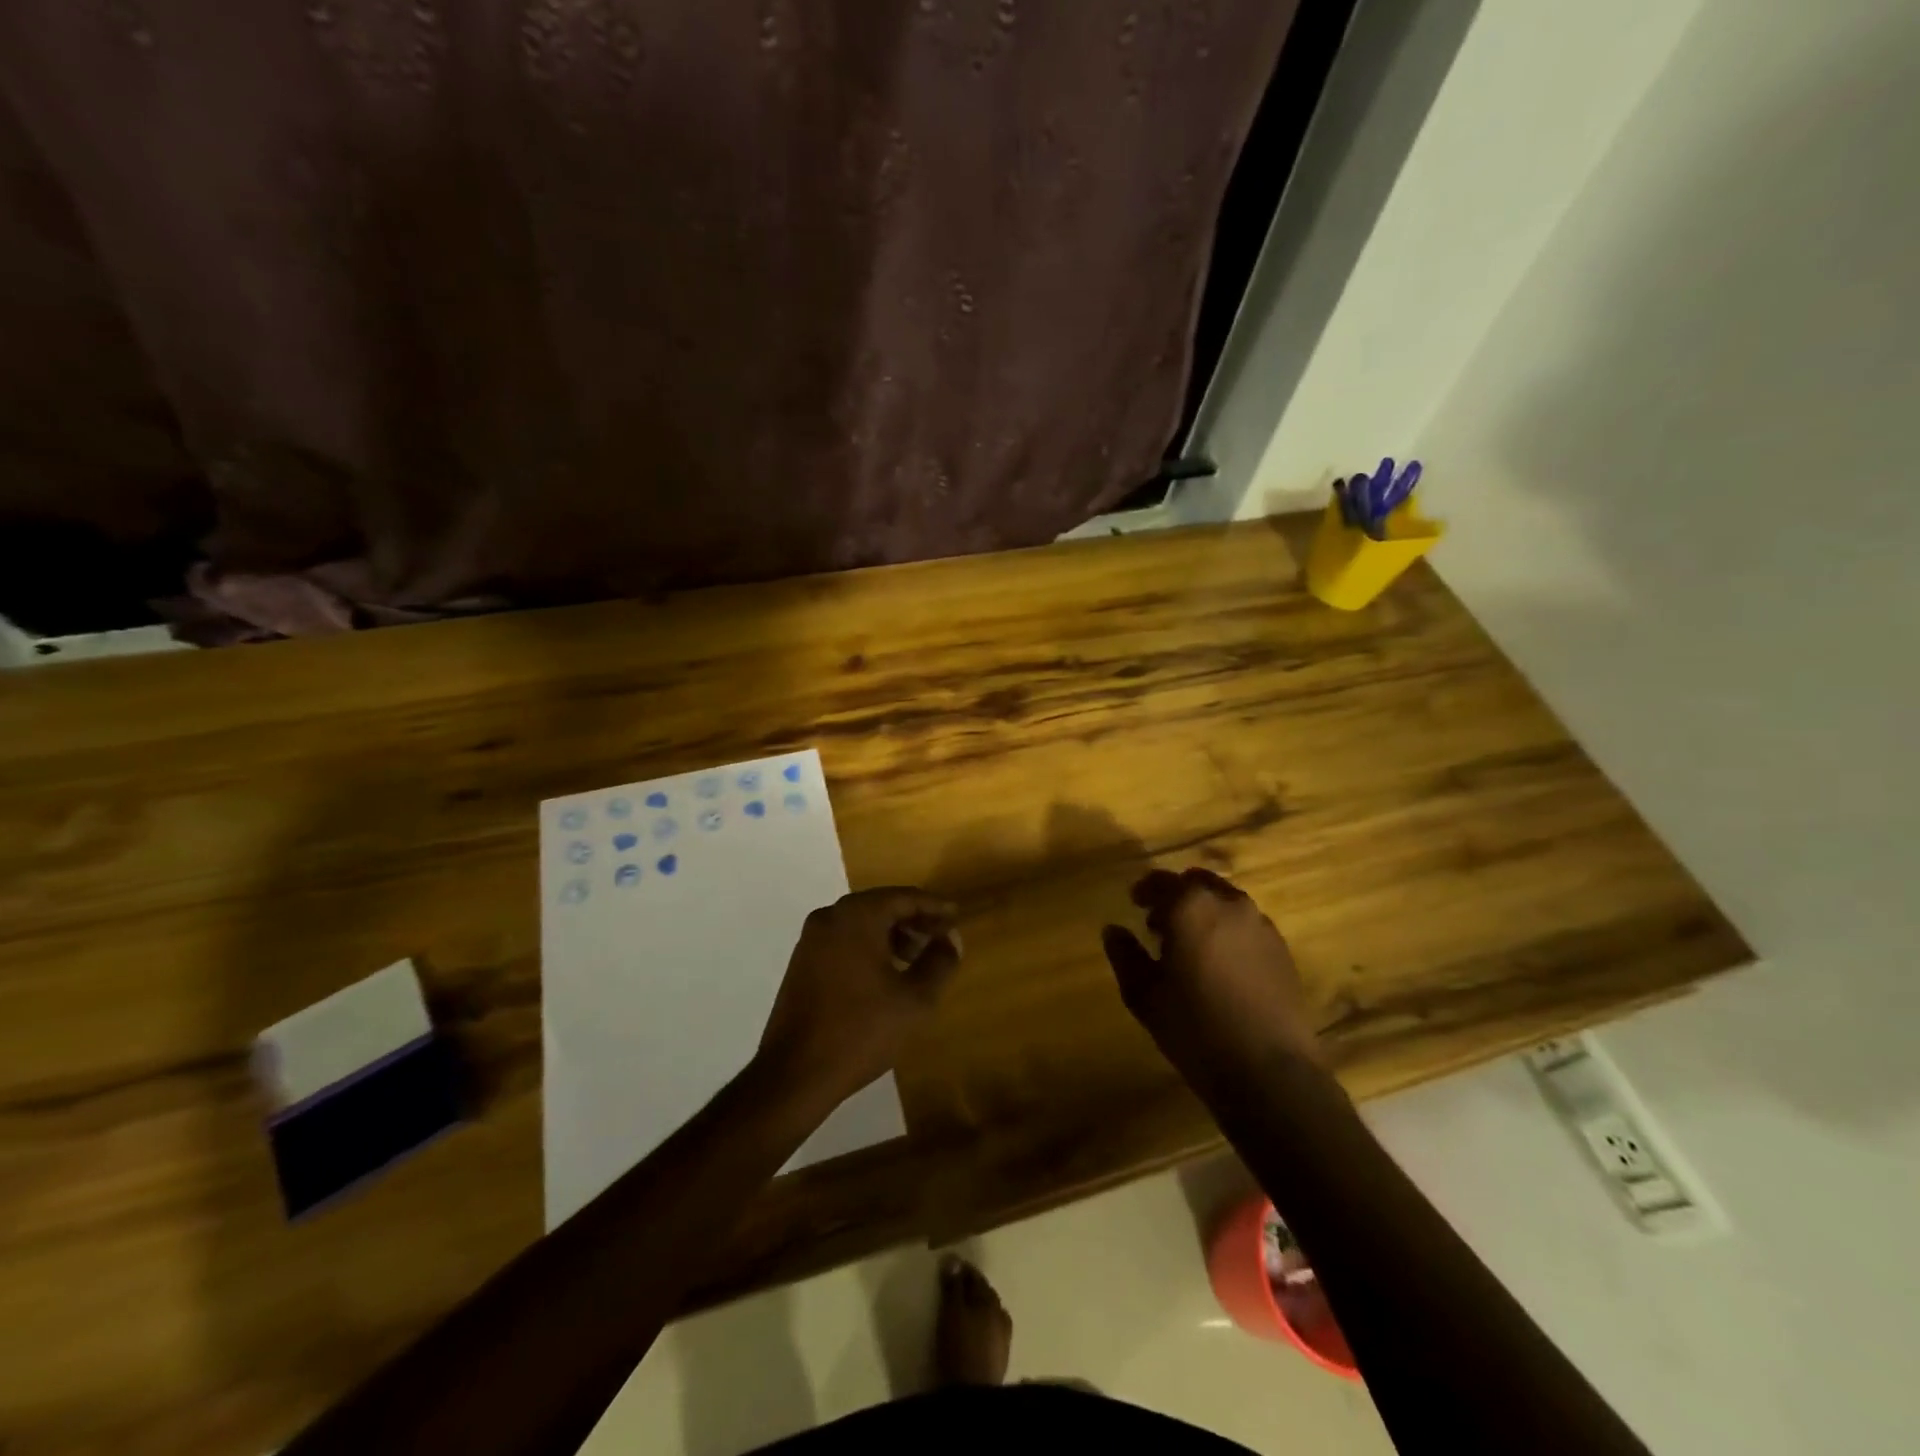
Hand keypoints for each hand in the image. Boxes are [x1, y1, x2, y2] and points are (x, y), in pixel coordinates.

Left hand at [757, 887, 962, 1109]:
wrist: (795, 1073)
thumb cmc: (861, 1030)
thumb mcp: (915, 999)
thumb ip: (940, 962)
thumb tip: (950, 939)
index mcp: (857, 916)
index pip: (904, 897)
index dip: (934, 906)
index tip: (957, 917)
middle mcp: (830, 917)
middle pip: (881, 906)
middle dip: (913, 920)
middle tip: (940, 938)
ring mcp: (811, 939)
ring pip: (861, 923)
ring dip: (891, 934)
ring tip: (916, 960)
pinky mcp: (801, 962)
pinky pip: (844, 940)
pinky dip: (868, 946)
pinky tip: (885, 973)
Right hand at [1100, 868, 1324, 1084]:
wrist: (1269, 1071)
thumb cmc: (1195, 1029)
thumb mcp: (1144, 995)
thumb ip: (1125, 955)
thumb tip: (1113, 930)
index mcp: (1190, 907)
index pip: (1161, 881)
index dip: (1144, 890)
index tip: (1134, 904)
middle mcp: (1229, 904)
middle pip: (1198, 883)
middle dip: (1177, 895)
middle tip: (1160, 924)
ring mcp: (1261, 925)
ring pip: (1226, 902)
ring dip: (1205, 912)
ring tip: (1192, 947)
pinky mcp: (1282, 949)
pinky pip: (1247, 925)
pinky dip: (1229, 931)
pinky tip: (1221, 965)